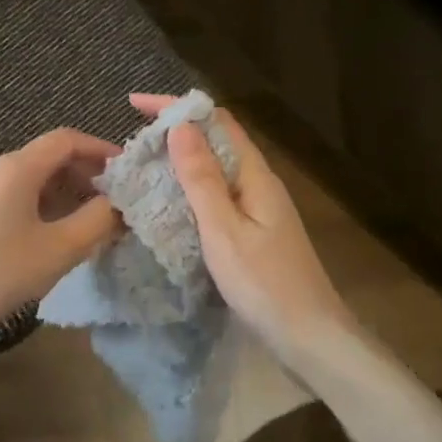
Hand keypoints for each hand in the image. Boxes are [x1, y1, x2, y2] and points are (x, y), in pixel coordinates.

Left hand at [0, 128, 122, 338]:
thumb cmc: (1, 272)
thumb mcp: (60, 248)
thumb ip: (98, 220)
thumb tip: (121, 205)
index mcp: (18, 168)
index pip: (67, 140)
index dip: (101, 150)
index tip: (127, 173)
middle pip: (52, 157)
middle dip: (88, 175)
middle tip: (116, 203)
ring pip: (37, 179)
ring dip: (70, 194)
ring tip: (95, 222)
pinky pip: (22, 197)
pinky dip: (49, 207)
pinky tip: (62, 235)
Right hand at [131, 94, 352, 358]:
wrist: (309, 336)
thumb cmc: (265, 283)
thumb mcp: (224, 230)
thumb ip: (202, 179)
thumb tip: (180, 125)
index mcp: (255, 176)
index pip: (216, 122)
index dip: (177, 107)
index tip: (134, 104)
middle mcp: (259, 183)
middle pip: (218, 141)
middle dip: (176, 130)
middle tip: (132, 139)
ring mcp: (259, 208)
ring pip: (217, 169)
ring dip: (182, 159)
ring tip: (143, 165)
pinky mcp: (254, 231)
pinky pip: (218, 194)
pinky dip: (191, 188)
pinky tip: (170, 203)